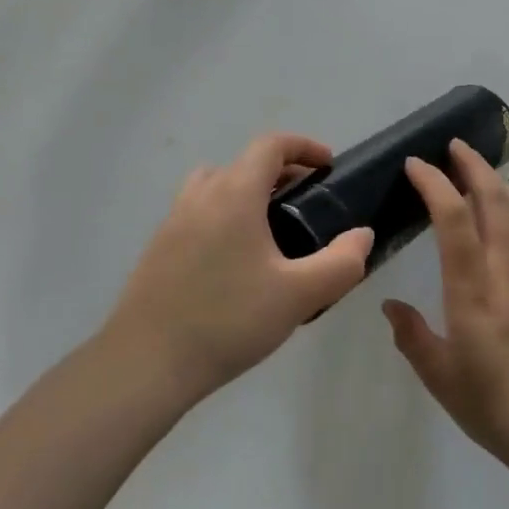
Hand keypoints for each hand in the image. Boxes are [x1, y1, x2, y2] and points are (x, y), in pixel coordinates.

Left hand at [106, 132, 373, 403]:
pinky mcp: (159, 246)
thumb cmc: (227, 320)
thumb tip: (362, 235)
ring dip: (248, 191)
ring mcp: (174, 219)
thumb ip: (341, 263)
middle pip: (245, 163)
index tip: (328, 166)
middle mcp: (201, 194)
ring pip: (217, 184)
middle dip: (282, 171)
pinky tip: (236, 262)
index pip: (271, 145)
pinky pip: (199, 211)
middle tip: (308, 202)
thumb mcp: (298, 296)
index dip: (303, 146)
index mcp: (234, 193)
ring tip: (272, 228)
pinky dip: (225, 214)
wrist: (146, 363)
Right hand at [383, 141, 508, 483]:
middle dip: (473, 166)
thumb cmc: (500, 411)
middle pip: (494, 201)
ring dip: (498, 182)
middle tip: (454, 145)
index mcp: (474, 293)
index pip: (453, 220)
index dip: (434, 183)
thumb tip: (391, 305)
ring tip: (480, 169)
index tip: (416, 164)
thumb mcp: (443, 381)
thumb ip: (413, 338)